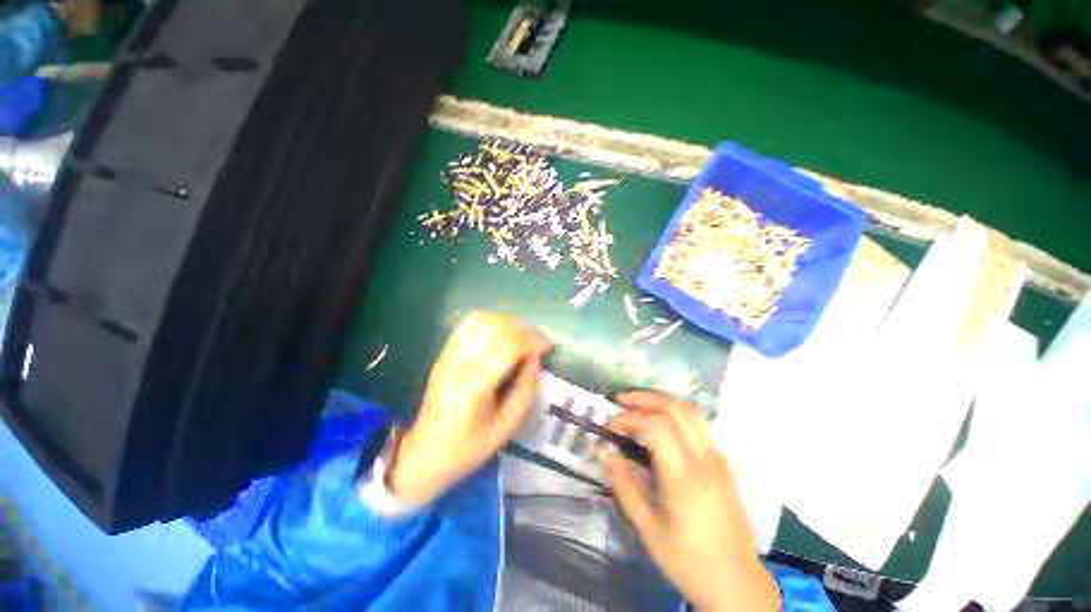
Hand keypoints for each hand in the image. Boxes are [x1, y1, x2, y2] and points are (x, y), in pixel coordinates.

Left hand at [388, 312, 551, 505]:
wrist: (424, 453)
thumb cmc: (468, 447)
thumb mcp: (506, 427)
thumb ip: (526, 390)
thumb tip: (535, 359)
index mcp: (475, 385)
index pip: (509, 347)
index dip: (533, 341)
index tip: (548, 347)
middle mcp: (460, 363)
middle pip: (496, 328)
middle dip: (524, 329)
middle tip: (538, 341)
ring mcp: (449, 355)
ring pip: (481, 320)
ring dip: (507, 322)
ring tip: (522, 336)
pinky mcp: (445, 353)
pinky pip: (468, 324)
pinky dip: (490, 321)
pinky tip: (501, 333)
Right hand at [604, 391, 780, 611]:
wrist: (738, 585)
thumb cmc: (689, 562)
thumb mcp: (648, 529)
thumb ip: (624, 486)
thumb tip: (605, 453)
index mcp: (685, 478)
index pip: (656, 426)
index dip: (629, 418)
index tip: (611, 425)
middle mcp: (705, 460)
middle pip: (675, 408)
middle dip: (645, 398)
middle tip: (621, 400)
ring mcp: (719, 459)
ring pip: (691, 411)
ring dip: (662, 400)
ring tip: (639, 404)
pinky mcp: (724, 464)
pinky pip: (700, 424)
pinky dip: (677, 412)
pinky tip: (662, 421)